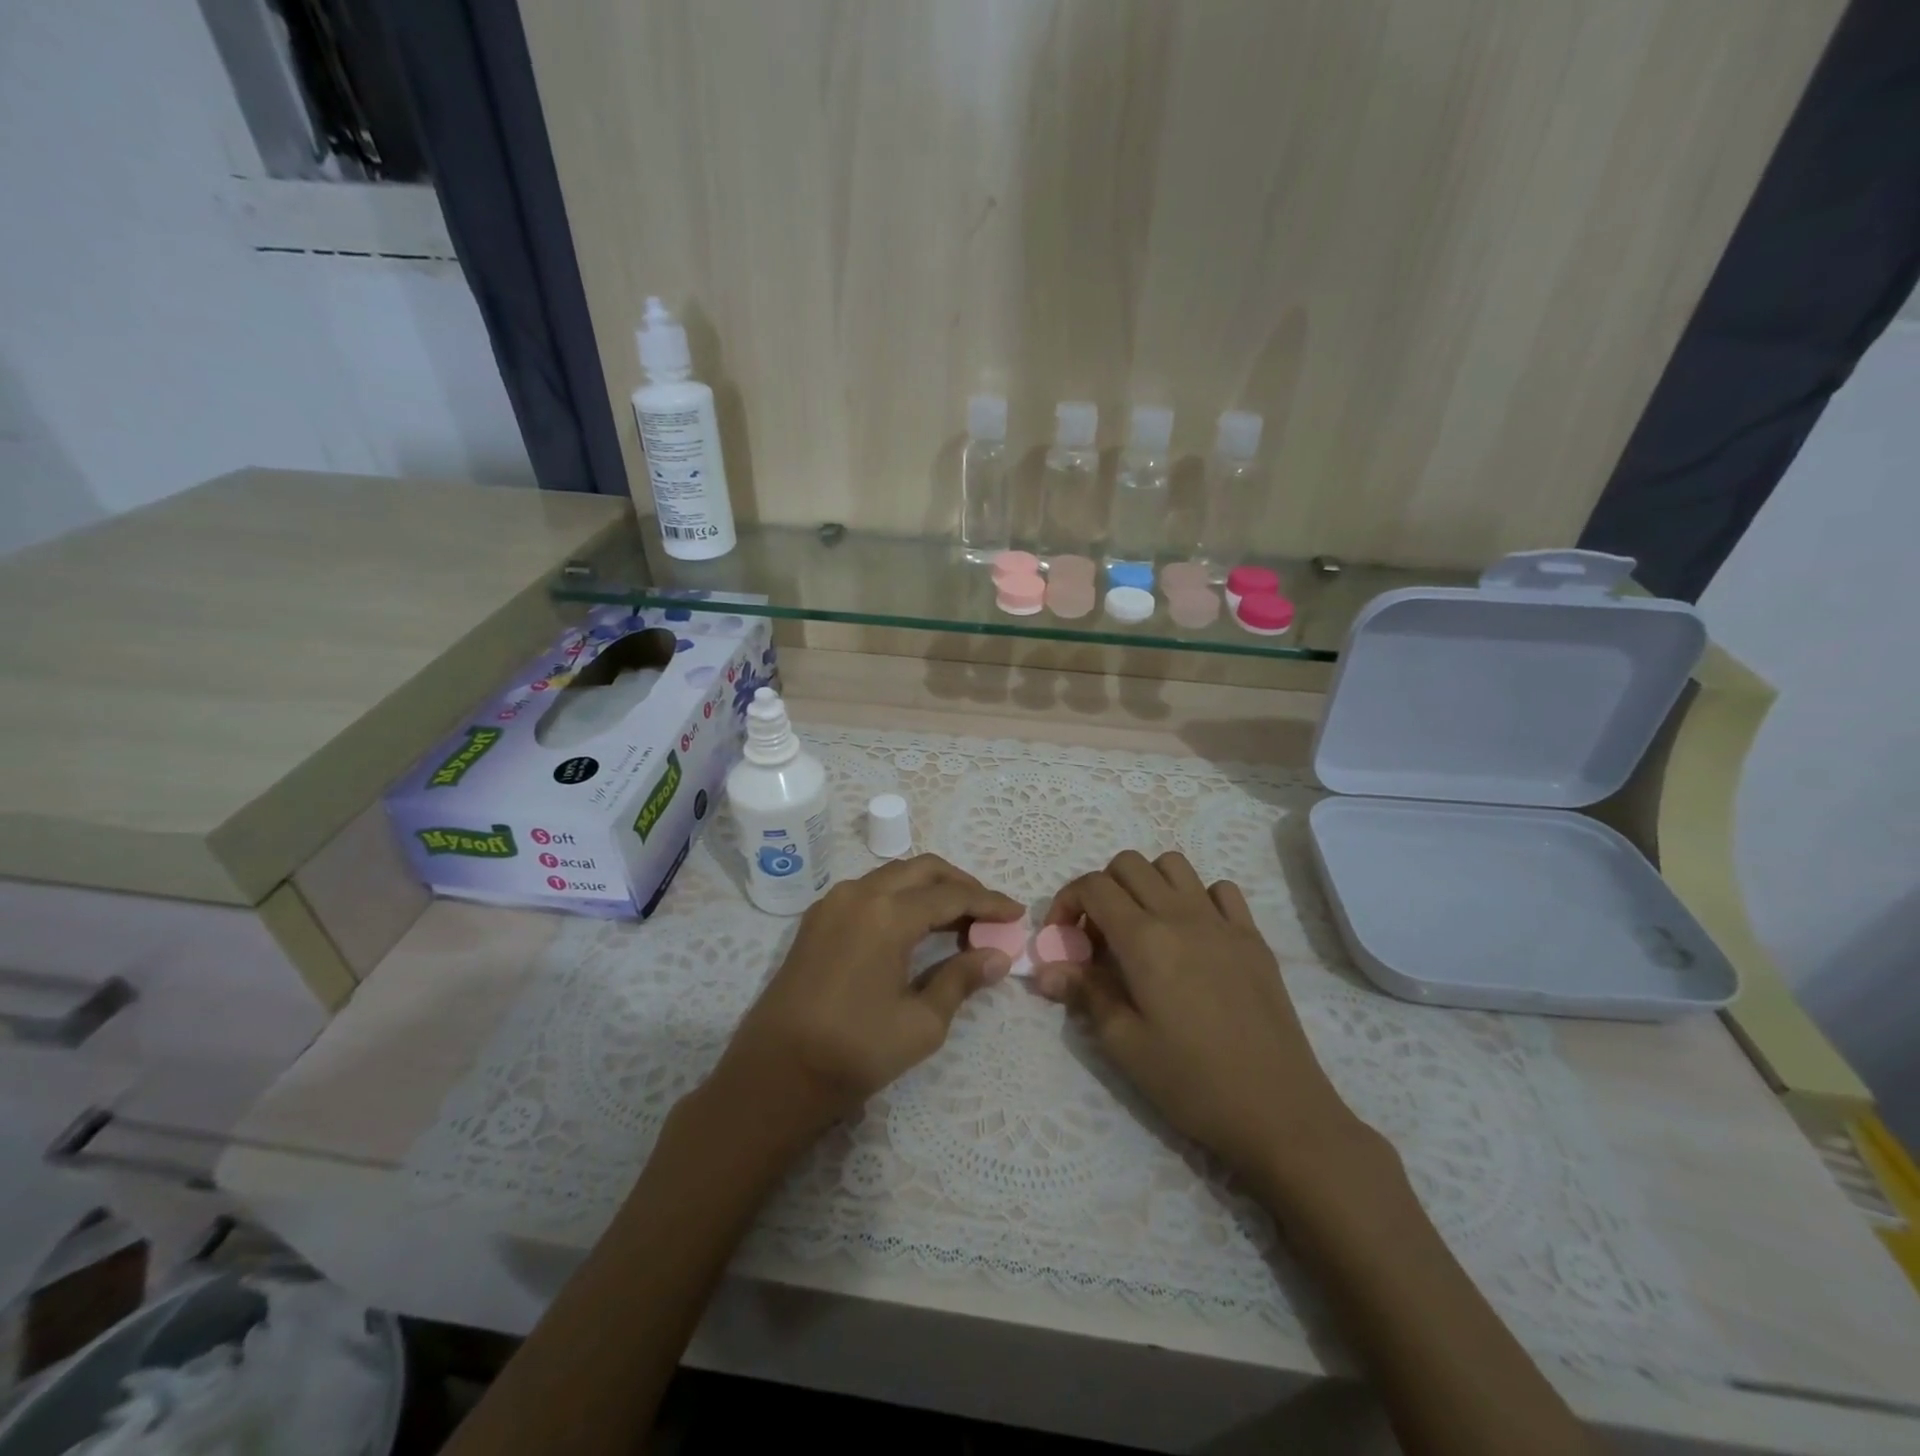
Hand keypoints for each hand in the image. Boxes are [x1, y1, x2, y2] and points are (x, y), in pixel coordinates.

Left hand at [706, 854, 1020, 1148]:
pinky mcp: (816, 919)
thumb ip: (961, 979)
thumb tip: (998, 956)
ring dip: (928, 888)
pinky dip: (899, 897)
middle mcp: (859, 894)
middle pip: (922, 870)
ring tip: (957, 920)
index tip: (1016, 913)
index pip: (951, 896)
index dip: (988, 903)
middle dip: (960, 884)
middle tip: (989, 911)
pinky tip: (914, 926)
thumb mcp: (921, 1023)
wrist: (775, 1075)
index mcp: (887, 914)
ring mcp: (832, 903)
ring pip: (893, 876)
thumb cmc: (854, 1052)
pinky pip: (868, 890)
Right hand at [1033, 850, 1376, 1189]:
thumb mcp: (1124, 1044)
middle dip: (1101, 889)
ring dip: (1147, 884)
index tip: (1062, 938)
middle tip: (1099, 937)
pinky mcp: (1253, 937)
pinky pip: (1220, 890)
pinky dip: (1196, 898)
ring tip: (1143, 928)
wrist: (1279, 1111)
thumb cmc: (1191, 1082)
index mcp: (1145, 939)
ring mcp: (1223, 922)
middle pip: (1128, 863)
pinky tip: (1193, 937)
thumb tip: (1045, 970)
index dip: (1066, 901)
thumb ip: (1084, 993)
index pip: (1094, 886)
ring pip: (1173, 865)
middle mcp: (1181, 915)